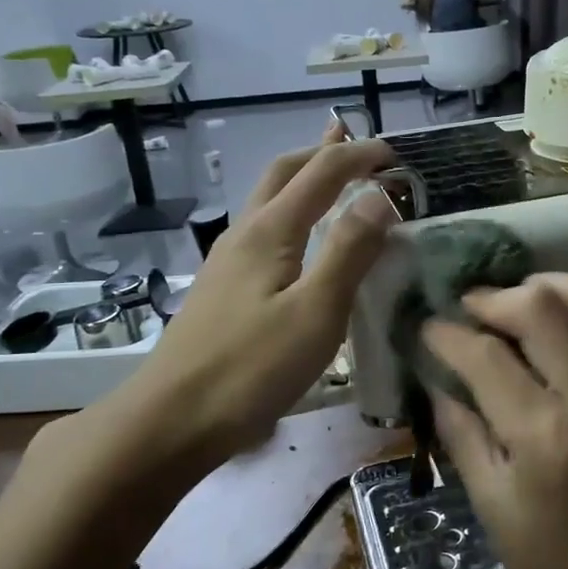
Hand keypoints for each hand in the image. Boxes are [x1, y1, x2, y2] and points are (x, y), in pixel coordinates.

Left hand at [128, 122, 394, 465]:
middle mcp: (246, 233)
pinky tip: (301, 241)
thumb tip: (380, 195)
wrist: (171, 420)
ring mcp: (228, 261)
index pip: (322, 173)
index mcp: (271, 231)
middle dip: (324, 153)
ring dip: (305, 180)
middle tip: (360, 148)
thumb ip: (349, 251)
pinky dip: (294, 214)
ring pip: (270, 201)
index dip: (360, 156)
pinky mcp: (223, 289)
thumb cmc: (251, 368)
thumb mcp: (316, 312)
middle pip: (284, 173)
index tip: (396, 155)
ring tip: (332, 177)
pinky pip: (265, 231)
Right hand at [422, 274, 567, 568]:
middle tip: (464, 312)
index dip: (446, 334)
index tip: (425, 328)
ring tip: (505, 311)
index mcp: (544, 436)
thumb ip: (463, 433)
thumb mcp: (494, 510)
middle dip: (491, 297)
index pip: (485, 355)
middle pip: (540, 304)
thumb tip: (437, 378)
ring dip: (536, 289)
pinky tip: (543, 333)